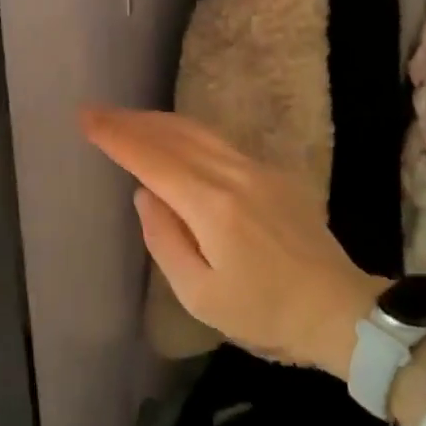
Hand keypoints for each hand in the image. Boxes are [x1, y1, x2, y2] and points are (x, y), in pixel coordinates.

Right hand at [80, 107, 380, 378]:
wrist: (338, 310)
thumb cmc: (265, 313)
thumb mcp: (200, 295)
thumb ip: (164, 240)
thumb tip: (145, 194)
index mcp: (212, 206)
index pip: (153, 159)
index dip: (117, 137)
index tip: (86, 119)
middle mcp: (234, 176)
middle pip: (174, 135)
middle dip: (131, 121)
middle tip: (97, 112)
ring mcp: (257, 170)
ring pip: (198, 132)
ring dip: (158, 122)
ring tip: (127, 118)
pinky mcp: (273, 174)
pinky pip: (219, 142)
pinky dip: (186, 132)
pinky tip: (174, 136)